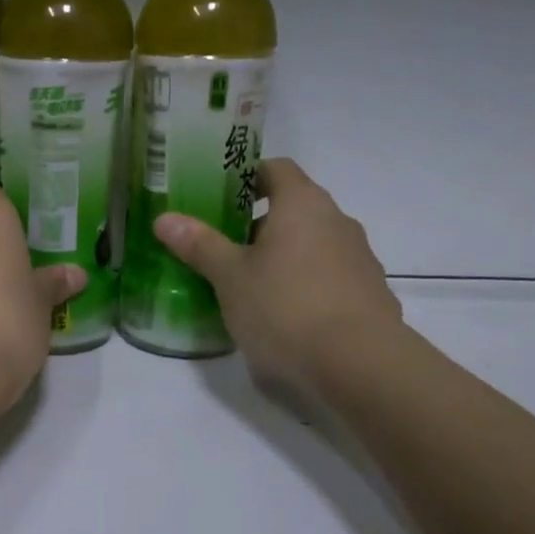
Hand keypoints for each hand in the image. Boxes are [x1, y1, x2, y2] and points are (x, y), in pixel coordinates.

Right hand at [154, 159, 403, 398]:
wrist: (360, 364)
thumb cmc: (285, 307)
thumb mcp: (230, 277)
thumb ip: (199, 244)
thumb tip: (164, 218)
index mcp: (302, 204)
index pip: (276, 169)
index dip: (247, 177)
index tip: (219, 196)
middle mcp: (336, 220)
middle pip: (294, 207)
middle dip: (258, 223)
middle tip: (223, 246)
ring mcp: (359, 257)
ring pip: (312, 243)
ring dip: (283, 254)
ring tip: (250, 284)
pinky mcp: (370, 292)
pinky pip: (329, 274)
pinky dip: (305, 282)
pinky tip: (285, 314)